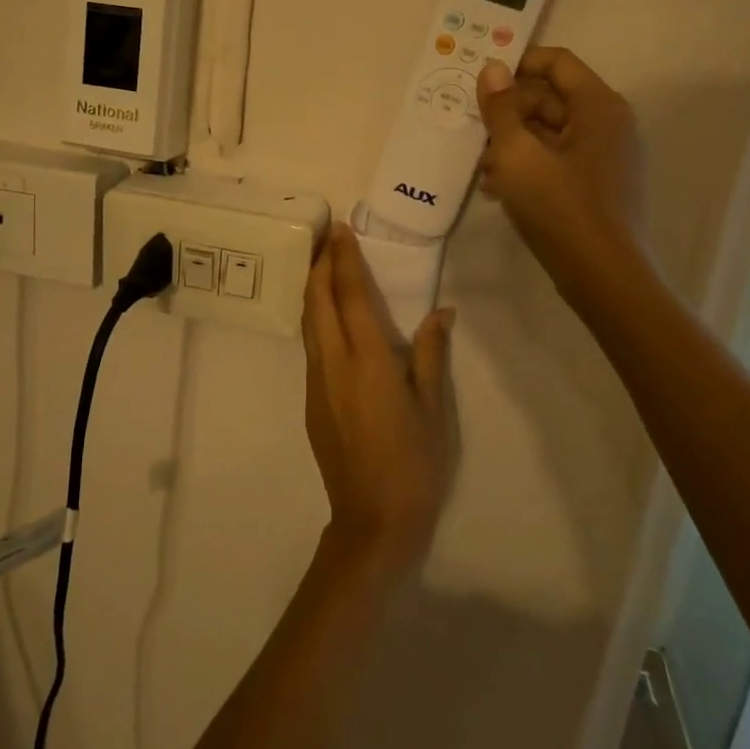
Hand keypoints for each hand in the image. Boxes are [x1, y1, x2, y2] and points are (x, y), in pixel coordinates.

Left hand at [301, 225, 454, 573]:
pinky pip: (309, 344)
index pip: (350, 296)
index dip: (344, 259)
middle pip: (317, 301)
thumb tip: (442, 311)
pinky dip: (314, 316)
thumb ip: (431, 354)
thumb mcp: (434, 408)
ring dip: (312, 288)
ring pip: (307, 322)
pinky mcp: (311, 400)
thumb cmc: (415, 463)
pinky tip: (327, 316)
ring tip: (322, 264)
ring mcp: (316, 382)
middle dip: (319, 264)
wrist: (373, 520)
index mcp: (367, 360)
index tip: (341, 229)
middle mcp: (333, 363)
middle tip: (327, 236)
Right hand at [475, 47, 646, 299]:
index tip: (480, 80)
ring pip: (550, 132)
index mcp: (598, 106)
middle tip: (473, 133)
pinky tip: (500, 188)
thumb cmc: (560, 208)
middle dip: (509, 112)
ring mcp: (607, 155)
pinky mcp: (599, 183)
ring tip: (483, 169)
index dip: (517, 64)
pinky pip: (558, 159)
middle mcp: (609, 123)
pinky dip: (529, 165)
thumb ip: (501, 109)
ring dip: (513, 142)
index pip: (557, 62)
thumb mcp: (517, 155)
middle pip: (551, 98)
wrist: (603, 276)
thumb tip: (491, 68)